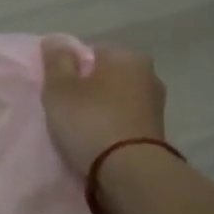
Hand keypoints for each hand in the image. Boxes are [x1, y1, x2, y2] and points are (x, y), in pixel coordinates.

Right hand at [40, 38, 166, 177]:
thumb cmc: (91, 121)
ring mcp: (155, 105)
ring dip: (100, 109)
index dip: (70, 69)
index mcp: (127, 57)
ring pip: (116, 99)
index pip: (90, 52)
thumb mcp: (60, 88)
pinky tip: (98, 140)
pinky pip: (124, 120)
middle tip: (66, 109)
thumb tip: (56, 40)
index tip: (58, 90)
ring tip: (80, 129)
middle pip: (105, 75)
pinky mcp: (156, 132)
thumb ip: (57, 61)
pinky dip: (112, 126)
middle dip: (88, 88)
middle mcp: (148, 75)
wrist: (131, 172)